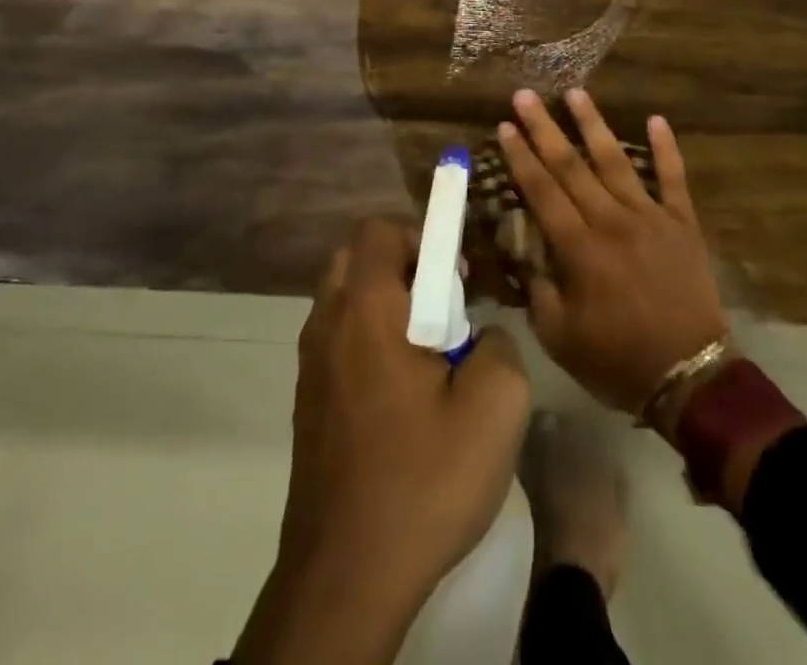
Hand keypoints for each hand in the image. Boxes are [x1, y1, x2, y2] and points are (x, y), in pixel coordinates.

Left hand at [234, 217, 529, 664]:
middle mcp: (328, 323)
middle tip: (444, 306)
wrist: (345, 578)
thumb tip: (478, 337)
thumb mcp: (495, 406)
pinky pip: (339, 339)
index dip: (424, 234)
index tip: (457, 276)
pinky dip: (370, 339)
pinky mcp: (308, 403)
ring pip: (346, 299)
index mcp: (366, 309)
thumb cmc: (422, 480)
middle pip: (358, 257)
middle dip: (404, 265)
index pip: (380, 229)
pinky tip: (404, 395)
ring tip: (429, 353)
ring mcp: (310, 365)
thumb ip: (498, 344)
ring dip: (387, 304)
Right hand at [500, 89, 727, 419]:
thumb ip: (537, 288)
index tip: (505, 126)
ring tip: (575, 92)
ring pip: (616, 161)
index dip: (521, 157)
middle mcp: (612, 221)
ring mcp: (651, 216)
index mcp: (579, 249)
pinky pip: (674, 178)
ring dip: (593, 125)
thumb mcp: (559, 337)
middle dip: (544, 128)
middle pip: (571, 166)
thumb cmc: (618, 360)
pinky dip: (666, 148)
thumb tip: (524, 249)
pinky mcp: (683, 222)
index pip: (542, 191)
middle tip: (525, 96)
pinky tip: (655, 119)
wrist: (691, 376)